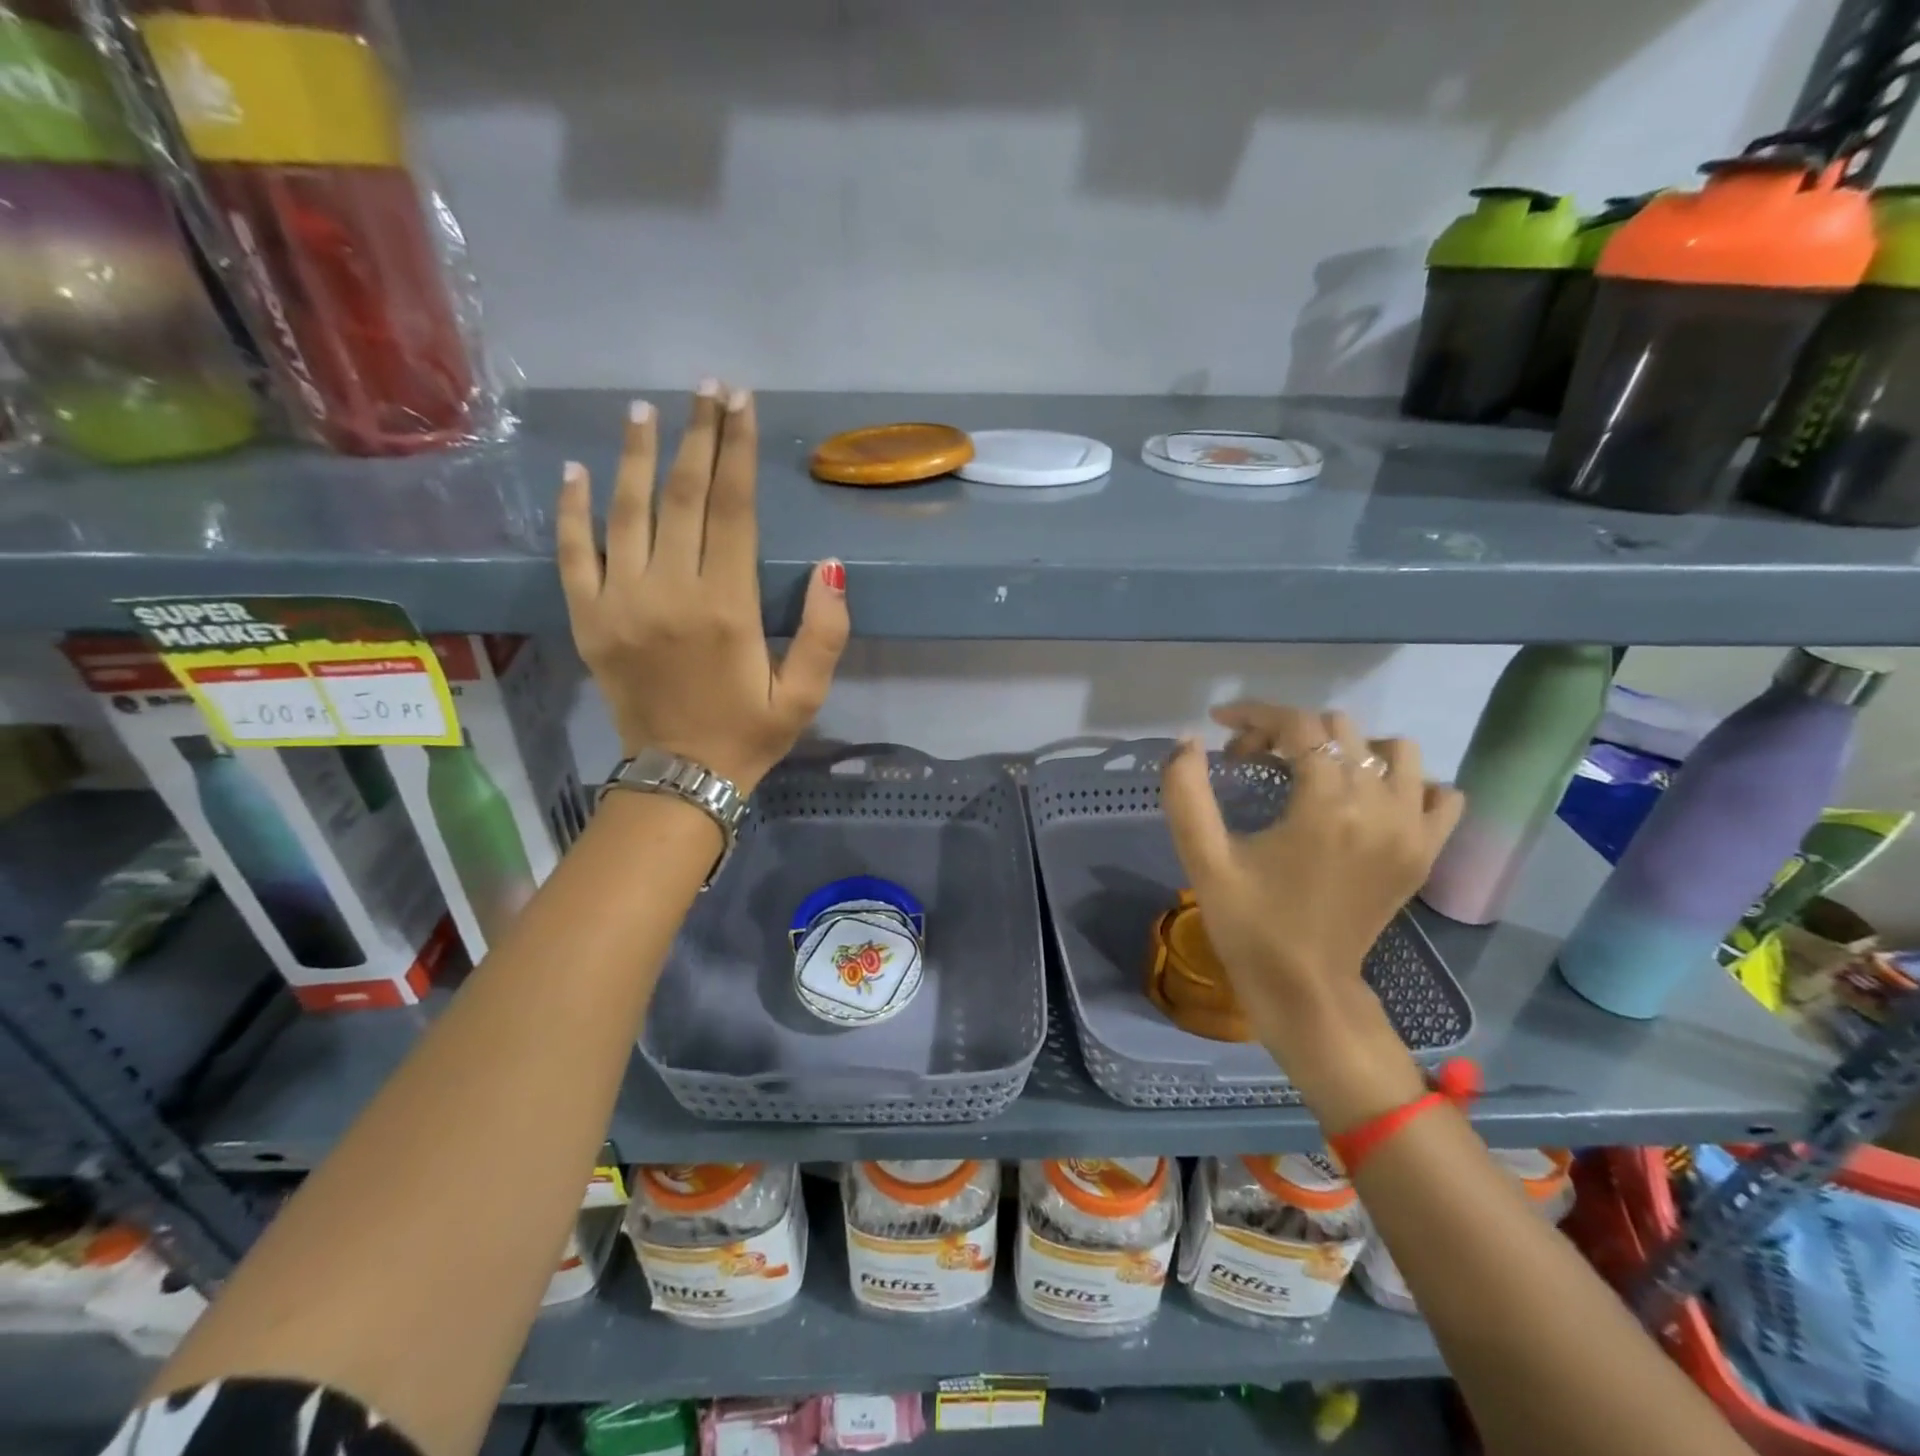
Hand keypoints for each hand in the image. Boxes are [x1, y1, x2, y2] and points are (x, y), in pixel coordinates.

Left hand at [557, 383, 849, 792]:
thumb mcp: (804, 695)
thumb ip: (825, 633)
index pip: (732, 509)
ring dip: (639, 456)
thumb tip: (831, 567)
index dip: (736, 450)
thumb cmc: (749, 734)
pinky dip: (574, 511)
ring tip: (646, 410)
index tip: (740, 402)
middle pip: (683, 497)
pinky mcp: (588, 619)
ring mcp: (620, 603)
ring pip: (627, 512)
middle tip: (706, 388)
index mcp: (726, 607)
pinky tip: (578, 471)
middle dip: (697, 436)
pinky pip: (574, 554)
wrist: (679, 779)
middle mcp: (670, 592)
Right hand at [1161, 703, 1463, 1119]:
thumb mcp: (1204, 860)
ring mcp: (1412, 831)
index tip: (1219, 724)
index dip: (1254, 715)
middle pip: (1340, 730)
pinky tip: (1367, 800)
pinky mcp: (1426, 852)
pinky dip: (1405, 782)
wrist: (1305, 989)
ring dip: (1348, 749)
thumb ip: (1186, 795)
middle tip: (1250, 762)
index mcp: (1326, 808)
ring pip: (1394, 750)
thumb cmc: (1249, 925)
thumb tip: (1187, 741)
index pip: (1299, 727)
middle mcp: (1380, 809)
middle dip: (1288, 733)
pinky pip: (1438, 793)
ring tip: (1310, 774)